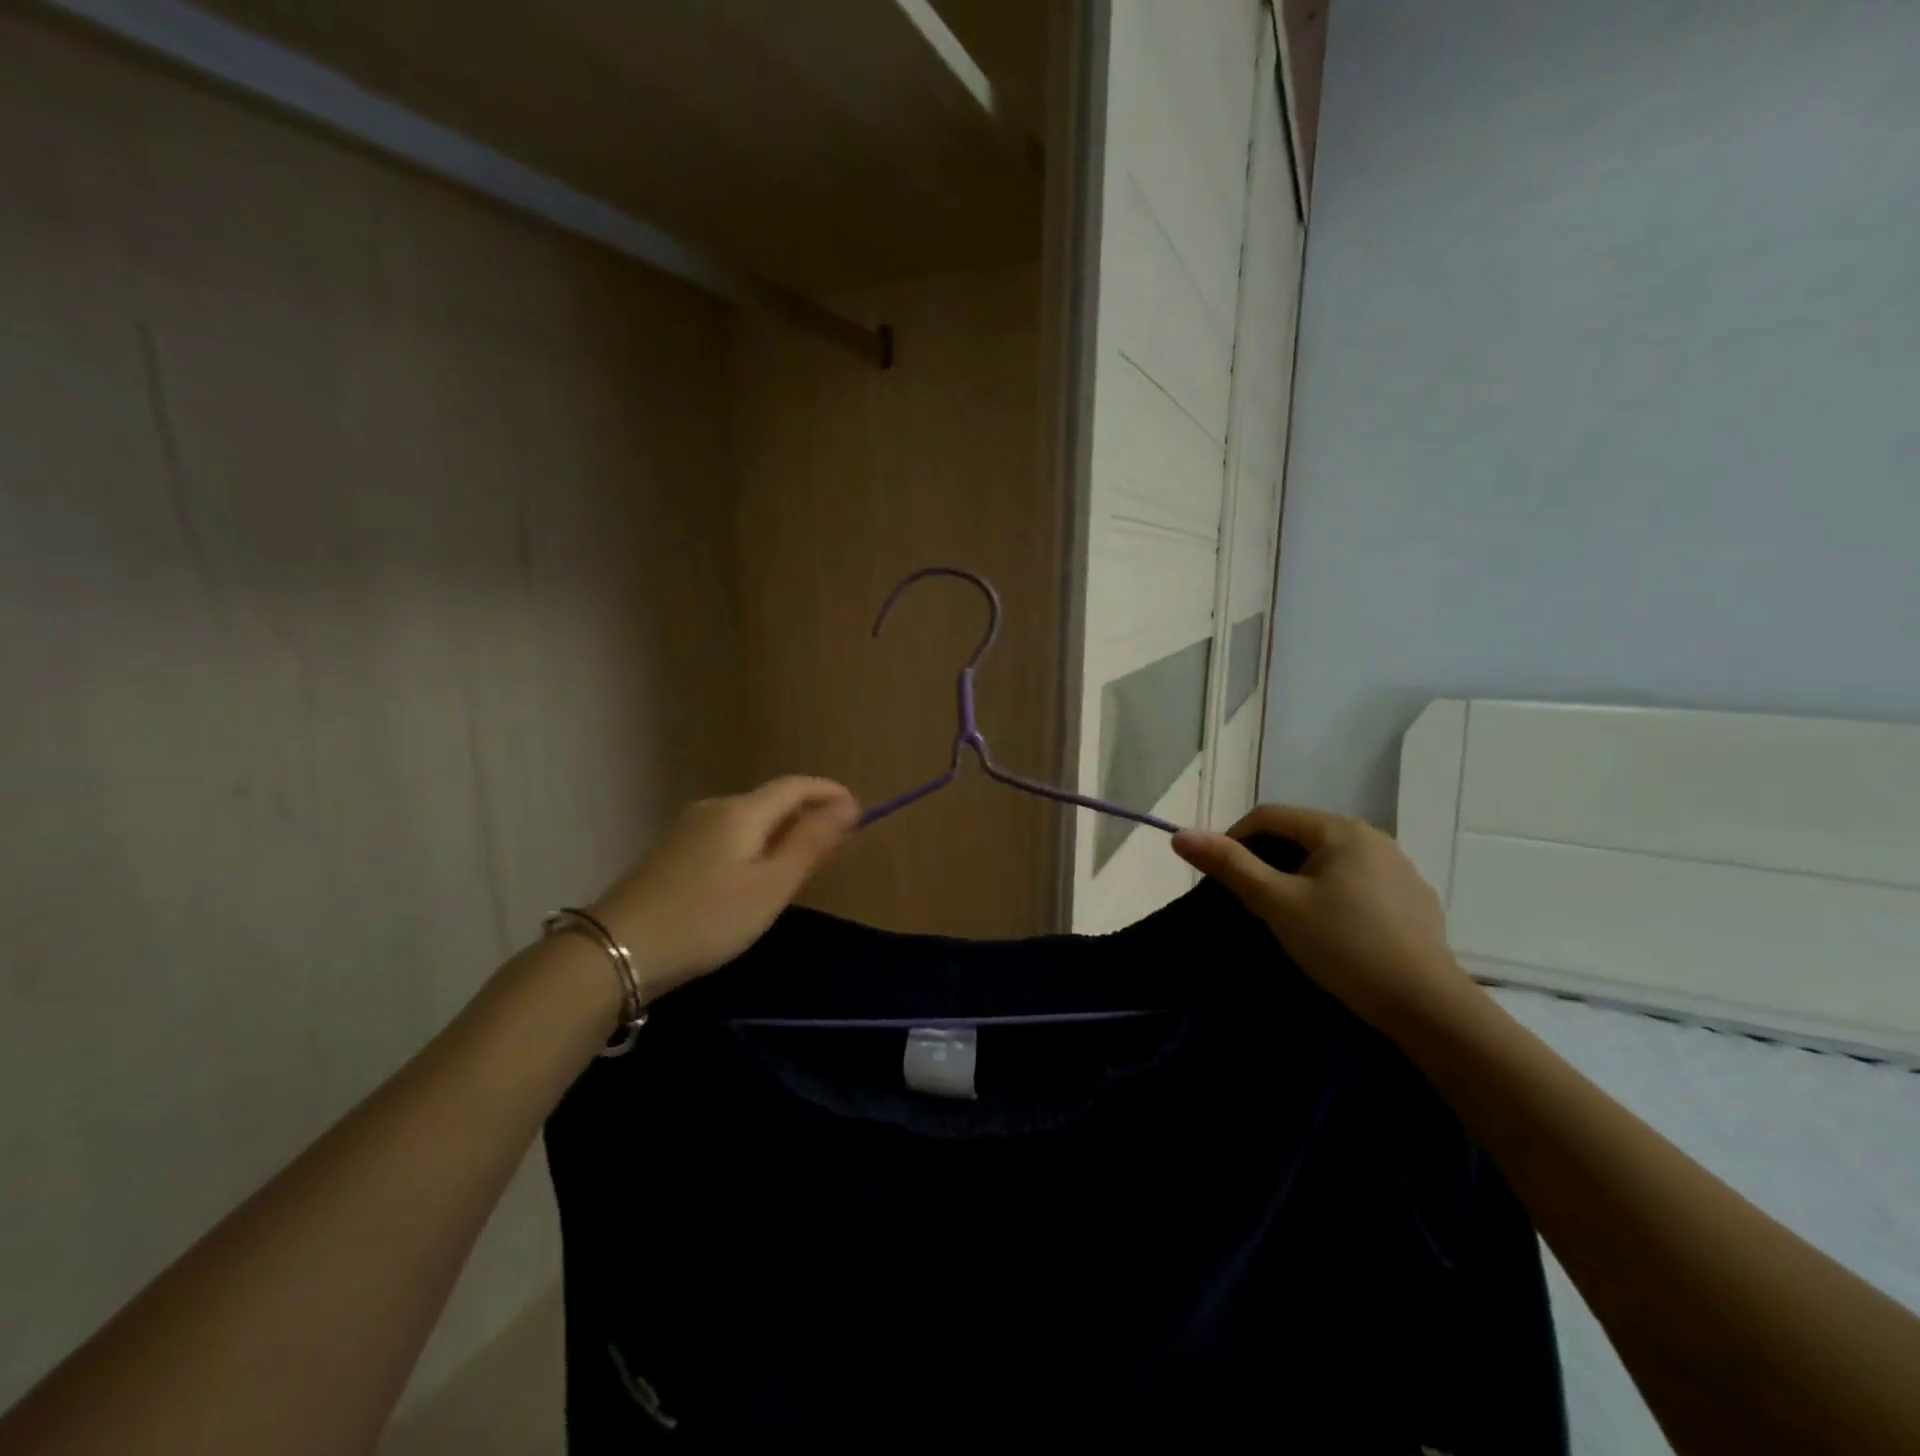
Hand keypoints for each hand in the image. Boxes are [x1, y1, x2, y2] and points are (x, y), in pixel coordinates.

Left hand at [591, 776, 858, 999]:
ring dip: (779, 832)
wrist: (616, 951)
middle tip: (833, 846)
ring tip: (797, 865)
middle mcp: (713, 808)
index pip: (795, 785)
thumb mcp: (770, 886)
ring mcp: (687, 828)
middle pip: (770, 800)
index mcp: (742, 811)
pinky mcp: (670, 852)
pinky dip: (752, 846)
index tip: (858, 811)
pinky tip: (751, 877)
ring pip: (747, 820)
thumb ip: (810, 843)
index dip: (829, 792)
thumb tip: (848, 804)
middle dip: (806, 814)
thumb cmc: (707, 919)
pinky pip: (726, 835)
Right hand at [1172, 804, 1476, 1032]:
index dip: (1235, 839)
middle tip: (1250, 899)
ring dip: (1300, 878)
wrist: (1426, 1007)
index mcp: (1341, 830)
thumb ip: (1229, 865)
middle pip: (1302, 836)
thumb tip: (1180, 835)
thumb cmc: (1343, 945)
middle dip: (1268, 860)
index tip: (1219, 876)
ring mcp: (1401, 870)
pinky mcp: (1416, 902)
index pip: (1270, 816)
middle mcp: (1374, 838)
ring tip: (1287, 916)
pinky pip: (1360, 884)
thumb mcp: (1277, 903)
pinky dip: (1334, 895)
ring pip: (1331, 861)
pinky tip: (1334, 931)